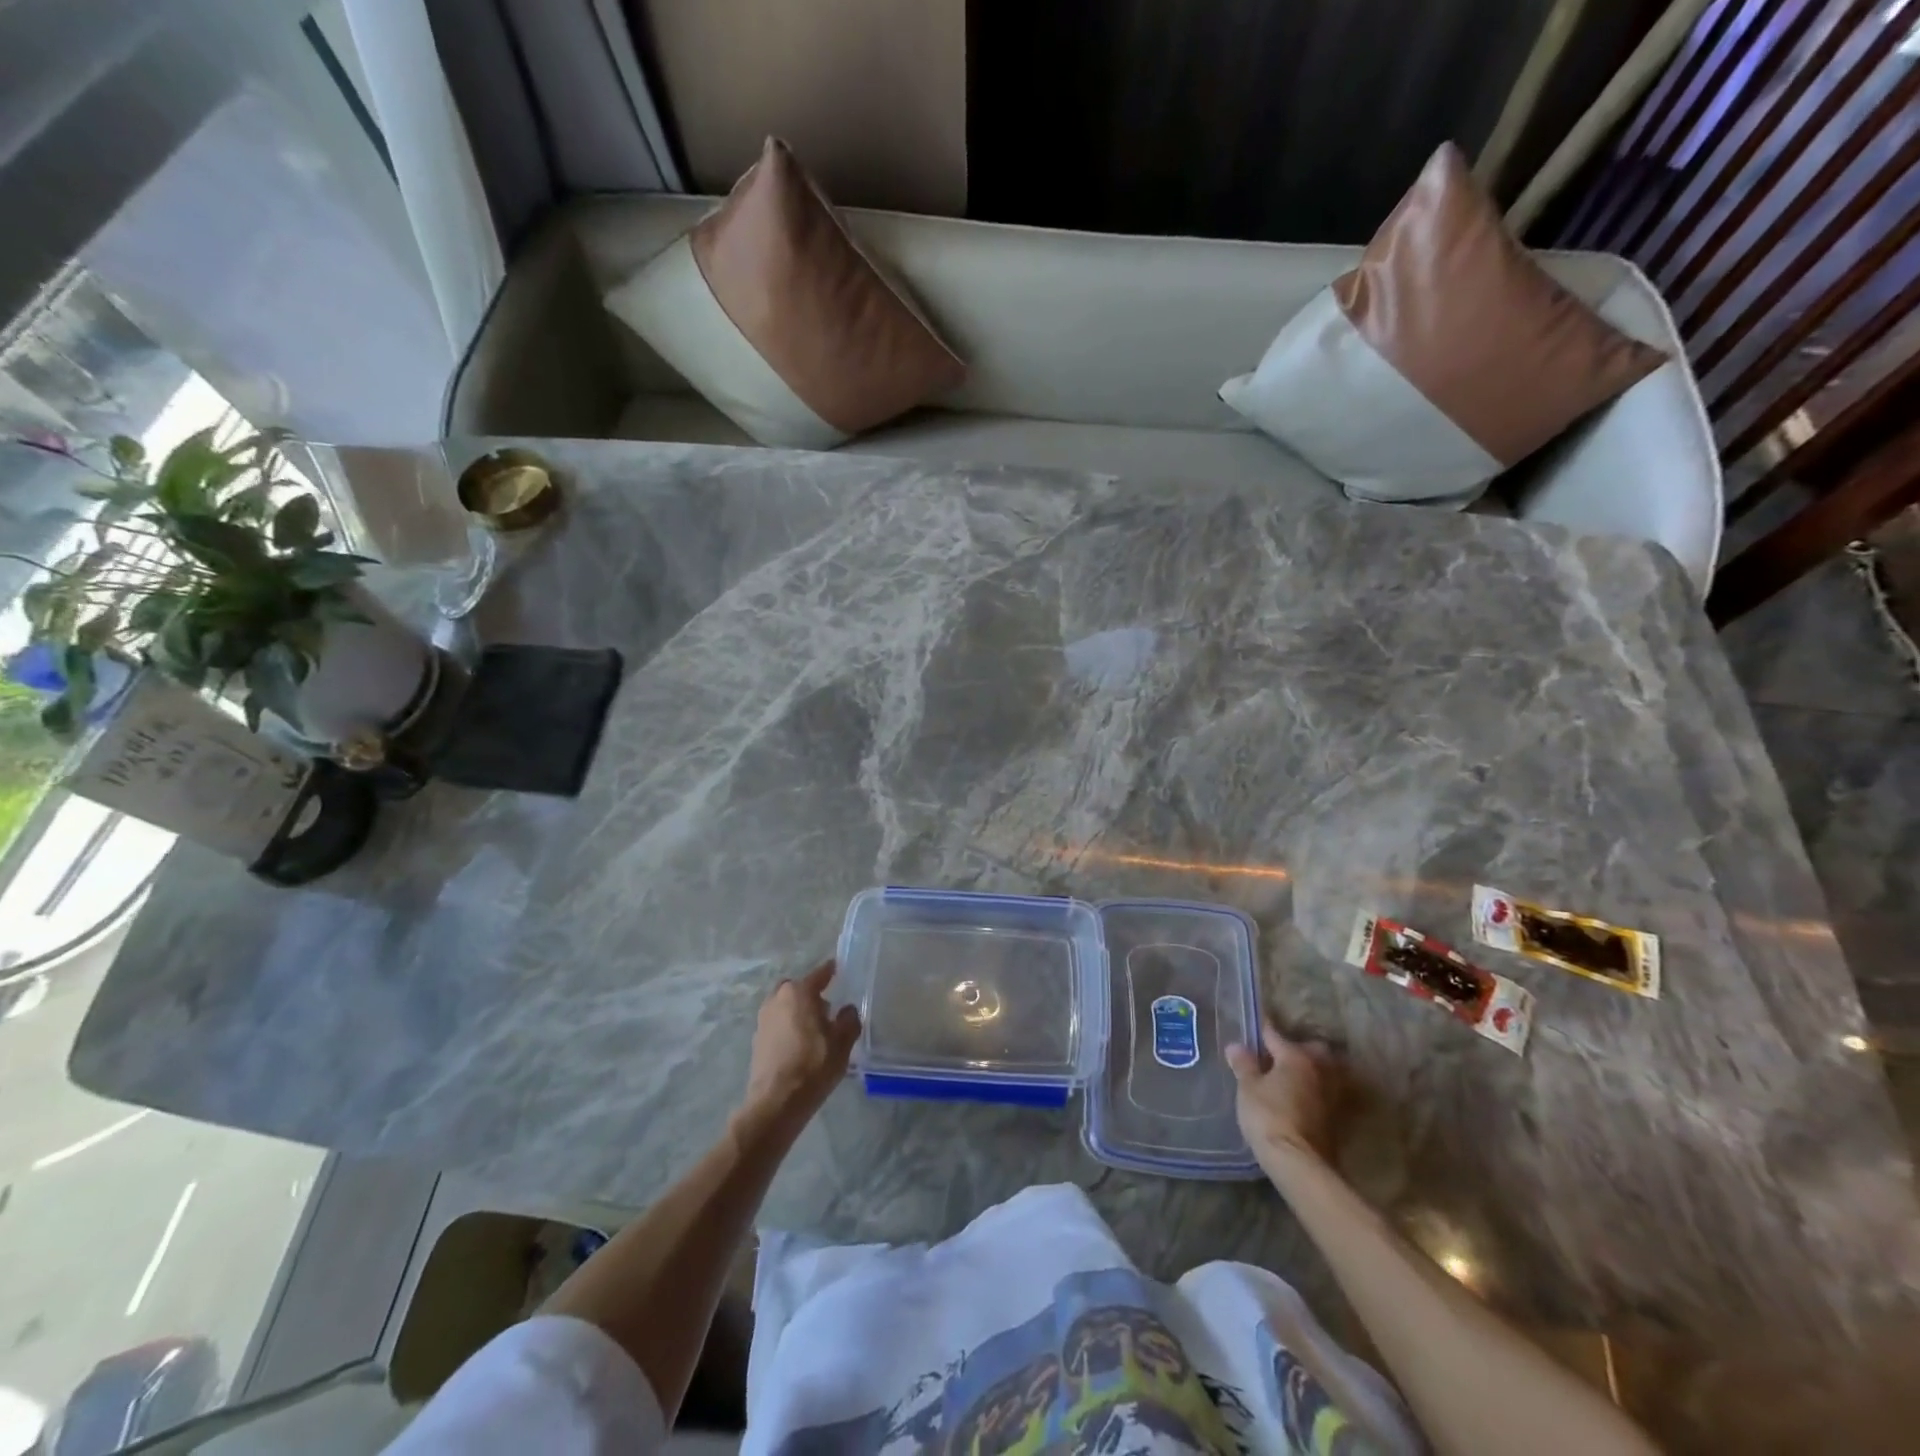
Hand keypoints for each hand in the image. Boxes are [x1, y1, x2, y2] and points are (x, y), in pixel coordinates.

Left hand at [741, 959, 860, 1134]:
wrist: (776, 1102)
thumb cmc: (814, 1065)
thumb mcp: (842, 1042)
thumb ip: (849, 1020)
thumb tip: (847, 1009)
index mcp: (799, 992)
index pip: (819, 974)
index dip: (830, 971)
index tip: (838, 968)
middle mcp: (777, 999)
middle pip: (797, 988)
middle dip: (810, 993)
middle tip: (826, 1008)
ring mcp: (763, 1019)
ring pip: (784, 1005)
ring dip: (797, 1011)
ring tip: (814, 1029)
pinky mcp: (757, 1040)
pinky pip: (777, 1023)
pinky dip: (787, 1027)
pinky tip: (799, 1044)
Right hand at [1225, 1019, 1342, 1164]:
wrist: (1299, 1164)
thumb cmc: (1269, 1117)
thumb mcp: (1248, 1088)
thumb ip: (1244, 1065)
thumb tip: (1237, 1046)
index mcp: (1296, 1057)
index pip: (1275, 1034)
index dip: (1261, 1029)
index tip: (1253, 1023)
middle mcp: (1319, 1070)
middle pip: (1311, 1049)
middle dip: (1297, 1047)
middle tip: (1276, 1054)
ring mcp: (1331, 1095)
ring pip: (1324, 1071)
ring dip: (1310, 1070)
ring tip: (1290, 1076)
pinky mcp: (1335, 1119)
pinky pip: (1324, 1094)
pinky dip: (1314, 1091)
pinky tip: (1299, 1098)